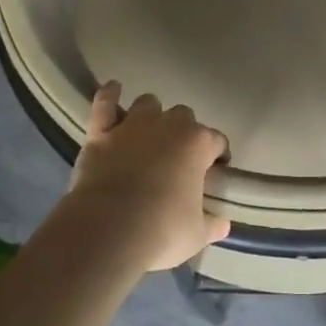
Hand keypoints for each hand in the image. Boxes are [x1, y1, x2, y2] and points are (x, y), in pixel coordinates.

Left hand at [64, 83, 231, 271]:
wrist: (107, 231)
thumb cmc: (160, 231)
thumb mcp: (196, 235)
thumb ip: (212, 224)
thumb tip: (223, 223)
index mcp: (197, 144)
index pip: (217, 141)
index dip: (218, 155)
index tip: (215, 170)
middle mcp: (168, 125)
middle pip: (183, 116)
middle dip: (182, 132)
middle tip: (177, 158)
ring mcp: (133, 125)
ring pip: (148, 104)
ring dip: (150, 115)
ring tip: (147, 134)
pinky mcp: (101, 132)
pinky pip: (105, 103)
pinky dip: (109, 95)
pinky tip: (113, 89)